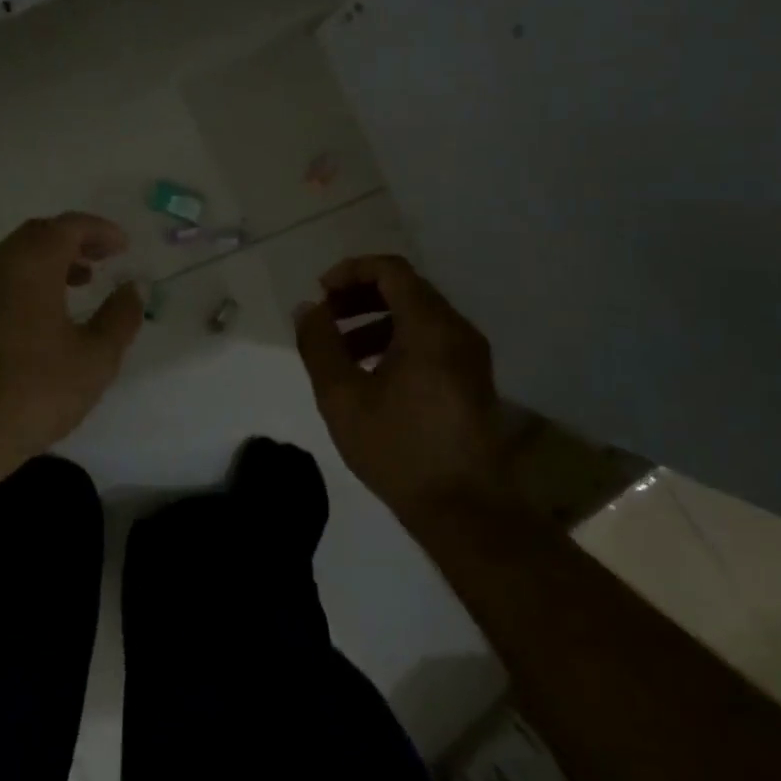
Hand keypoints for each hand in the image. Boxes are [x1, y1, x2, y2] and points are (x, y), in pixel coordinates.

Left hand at [0, 213, 142, 468]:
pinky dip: (31, 280)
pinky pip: (3, 279)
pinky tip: (48, 314)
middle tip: (105, 257)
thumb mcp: (94, 357)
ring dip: (52, 260)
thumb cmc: (34, 390)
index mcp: (30, 264)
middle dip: (75, 240)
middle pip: (39, 234)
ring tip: (83, 282)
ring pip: (18, 257)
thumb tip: (133, 288)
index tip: (124, 246)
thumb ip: (120, 316)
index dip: (100, 230)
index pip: (68, 226)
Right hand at [294, 255, 507, 516]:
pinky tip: (370, 375)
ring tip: (340, 351)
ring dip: (375, 321)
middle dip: (359, 297)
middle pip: (406, 289)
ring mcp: (470, 356)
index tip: (320, 294)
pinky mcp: (472, 380)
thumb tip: (308, 309)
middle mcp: (457, 330)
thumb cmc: (399, 449)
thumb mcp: (342, 397)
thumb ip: (319, 345)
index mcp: (430, 326)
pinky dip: (396, 341)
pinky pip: (430, 341)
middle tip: (325, 319)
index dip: (350, 272)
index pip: (390, 270)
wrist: (466, 511)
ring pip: (418, 316)